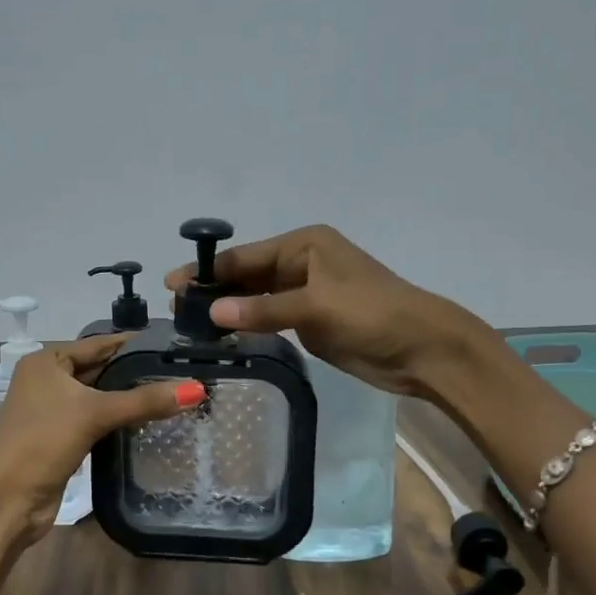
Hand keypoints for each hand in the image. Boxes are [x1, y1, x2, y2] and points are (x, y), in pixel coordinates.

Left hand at [0, 334, 203, 585]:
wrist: (5, 500)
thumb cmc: (42, 442)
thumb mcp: (94, 414)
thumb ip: (144, 400)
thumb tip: (197, 389)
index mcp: (46, 362)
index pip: (99, 344)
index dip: (134, 344)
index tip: (173, 344)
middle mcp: (47, 381)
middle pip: (99, 370)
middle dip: (134, 373)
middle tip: (180, 371)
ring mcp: (52, 411)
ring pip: (98, 397)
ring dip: (128, 398)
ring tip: (173, 393)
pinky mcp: (61, 439)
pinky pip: (96, 421)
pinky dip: (118, 420)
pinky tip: (148, 421)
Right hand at [163, 224, 490, 398]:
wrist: (424, 349)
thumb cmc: (373, 314)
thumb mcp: (317, 307)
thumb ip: (264, 310)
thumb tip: (212, 311)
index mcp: (304, 245)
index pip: (245, 256)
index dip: (208, 270)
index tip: (171, 284)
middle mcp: (302, 263)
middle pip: (247, 276)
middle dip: (214, 291)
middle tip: (175, 312)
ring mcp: (306, 294)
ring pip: (256, 299)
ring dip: (229, 310)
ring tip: (190, 326)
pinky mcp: (312, 321)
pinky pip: (270, 319)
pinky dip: (248, 325)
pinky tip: (223, 336)